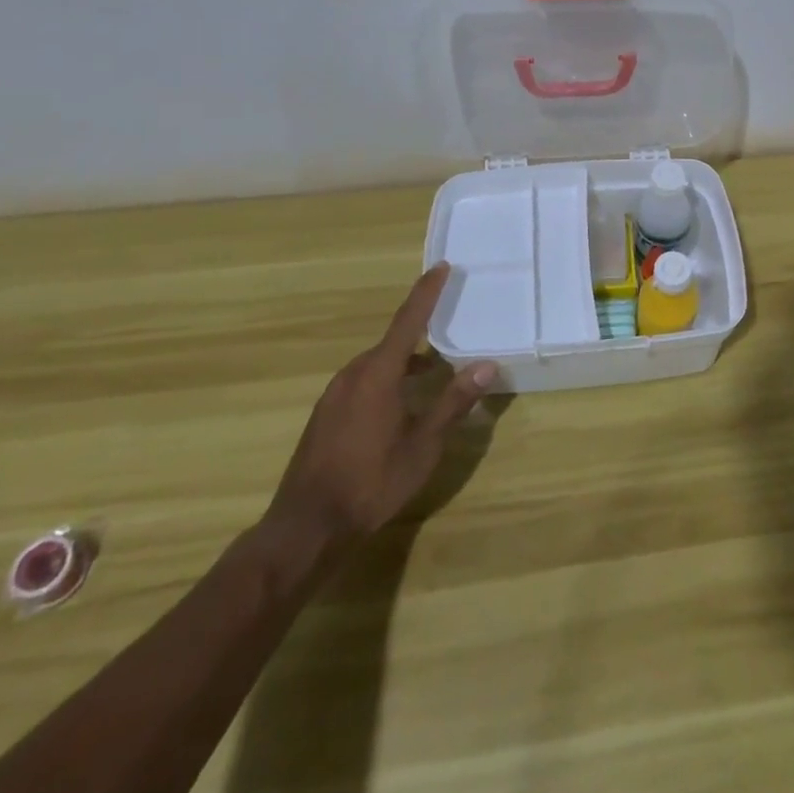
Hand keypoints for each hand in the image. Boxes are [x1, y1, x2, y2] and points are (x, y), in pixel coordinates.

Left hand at [262, 264, 496, 563]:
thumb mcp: (423, 446)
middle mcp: (353, 374)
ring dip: (404, 363)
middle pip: (393, 342)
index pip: (409, 320)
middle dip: (421, 334)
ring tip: (431, 374)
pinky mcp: (325, 415)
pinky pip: (362, 382)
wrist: (306, 527)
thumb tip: (487, 365)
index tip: (442, 266)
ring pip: (376, 365)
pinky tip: (398, 407)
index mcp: (378, 373)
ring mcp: (334, 394)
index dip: (427, 292)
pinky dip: (386, 380)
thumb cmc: (371, 483)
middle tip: (449, 331)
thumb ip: (453, 402)